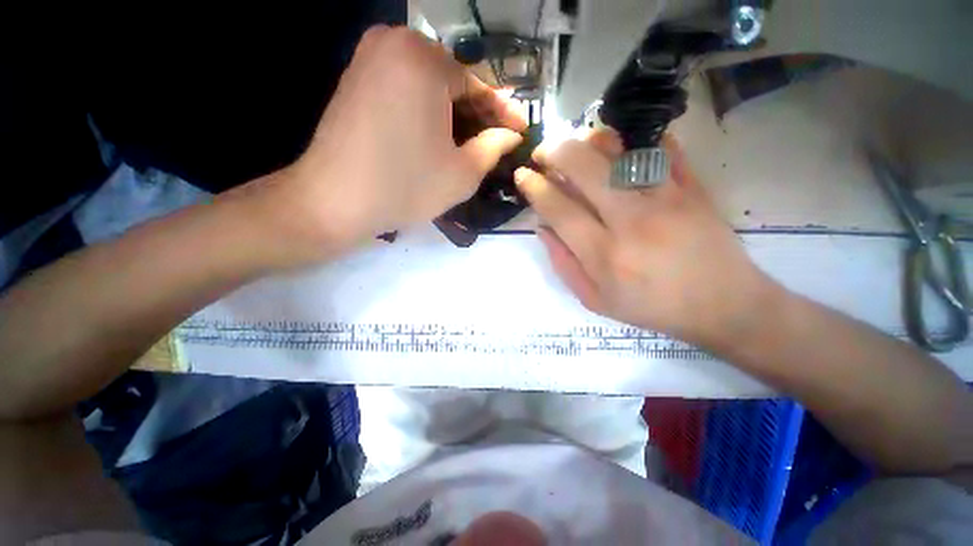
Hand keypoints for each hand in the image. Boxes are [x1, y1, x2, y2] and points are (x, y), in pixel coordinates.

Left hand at [243, 26, 526, 266]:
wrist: (333, 201)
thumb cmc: (405, 187)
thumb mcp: (462, 173)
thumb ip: (494, 148)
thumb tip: (511, 134)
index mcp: (423, 59)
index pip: (478, 85)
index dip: (504, 112)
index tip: (523, 129)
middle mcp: (395, 42)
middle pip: (454, 82)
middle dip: (479, 114)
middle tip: (499, 140)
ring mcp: (370, 58)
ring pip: (431, 87)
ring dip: (456, 115)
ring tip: (474, 144)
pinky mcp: (357, 78)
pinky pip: (407, 90)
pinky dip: (429, 113)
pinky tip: (442, 137)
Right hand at [514, 129, 778, 348]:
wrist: (723, 305)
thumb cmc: (651, 307)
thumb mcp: (594, 299)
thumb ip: (563, 263)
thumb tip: (543, 227)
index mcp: (604, 254)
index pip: (558, 209)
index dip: (535, 187)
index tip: (522, 175)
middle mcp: (632, 221)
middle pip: (585, 168)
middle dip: (555, 152)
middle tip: (543, 152)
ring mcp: (667, 199)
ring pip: (621, 150)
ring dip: (591, 141)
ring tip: (579, 146)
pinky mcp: (693, 188)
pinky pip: (662, 149)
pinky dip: (637, 141)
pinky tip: (622, 148)